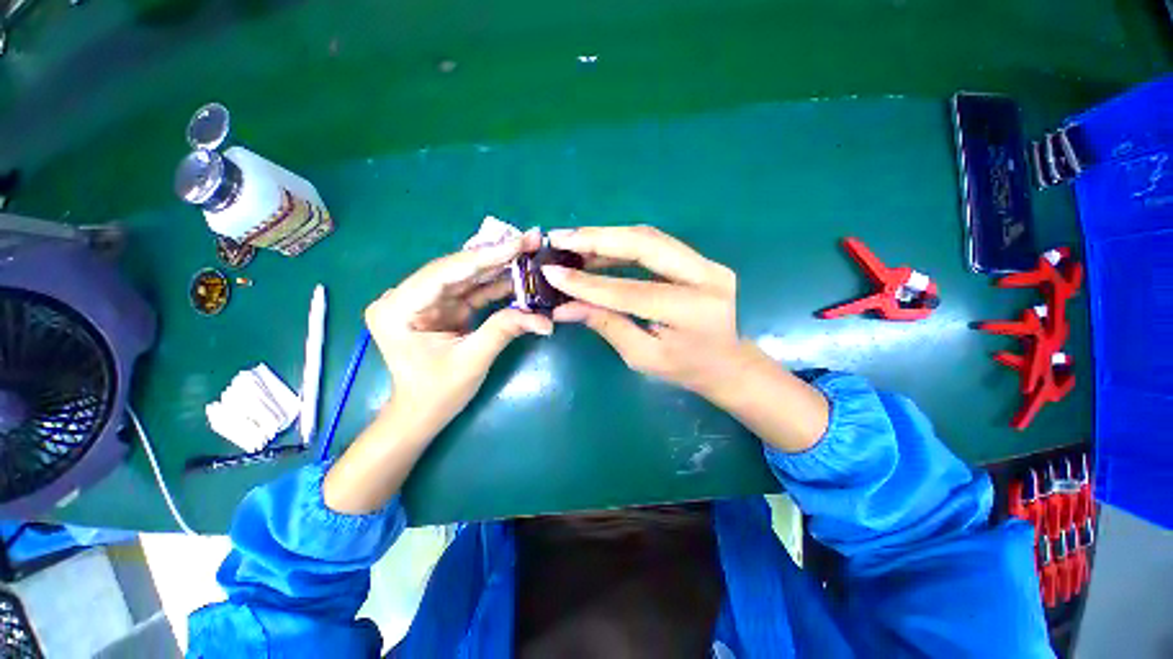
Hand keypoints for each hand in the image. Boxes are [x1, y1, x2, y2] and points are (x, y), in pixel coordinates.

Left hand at [325, 231, 552, 514]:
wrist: (421, 413)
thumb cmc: (437, 393)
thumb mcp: (472, 360)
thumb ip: (505, 330)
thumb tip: (545, 320)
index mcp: (399, 307)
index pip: (446, 272)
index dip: (486, 257)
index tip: (519, 243)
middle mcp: (406, 296)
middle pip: (457, 269)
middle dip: (496, 256)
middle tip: (529, 240)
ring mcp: (424, 300)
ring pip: (467, 276)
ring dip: (499, 267)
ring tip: (529, 252)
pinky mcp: (441, 306)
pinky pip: (471, 290)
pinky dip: (495, 284)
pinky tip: (518, 275)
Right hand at [542, 225, 743, 399]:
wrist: (728, 362)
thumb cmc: (686, 368)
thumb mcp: (643, 356)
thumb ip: (606, 325)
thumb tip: (564, 306)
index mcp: (692, 311)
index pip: (630, 291)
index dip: (588, 283)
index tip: (551, 273)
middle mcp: (706, 277)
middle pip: (644, 244)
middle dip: (597, 238)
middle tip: (559, 238)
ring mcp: (707, 262)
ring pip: (649, 237)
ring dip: (607, 237)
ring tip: (572, 241)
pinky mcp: (699, 259)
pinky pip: (654, 244)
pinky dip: (621, 244)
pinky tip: (597, 249)